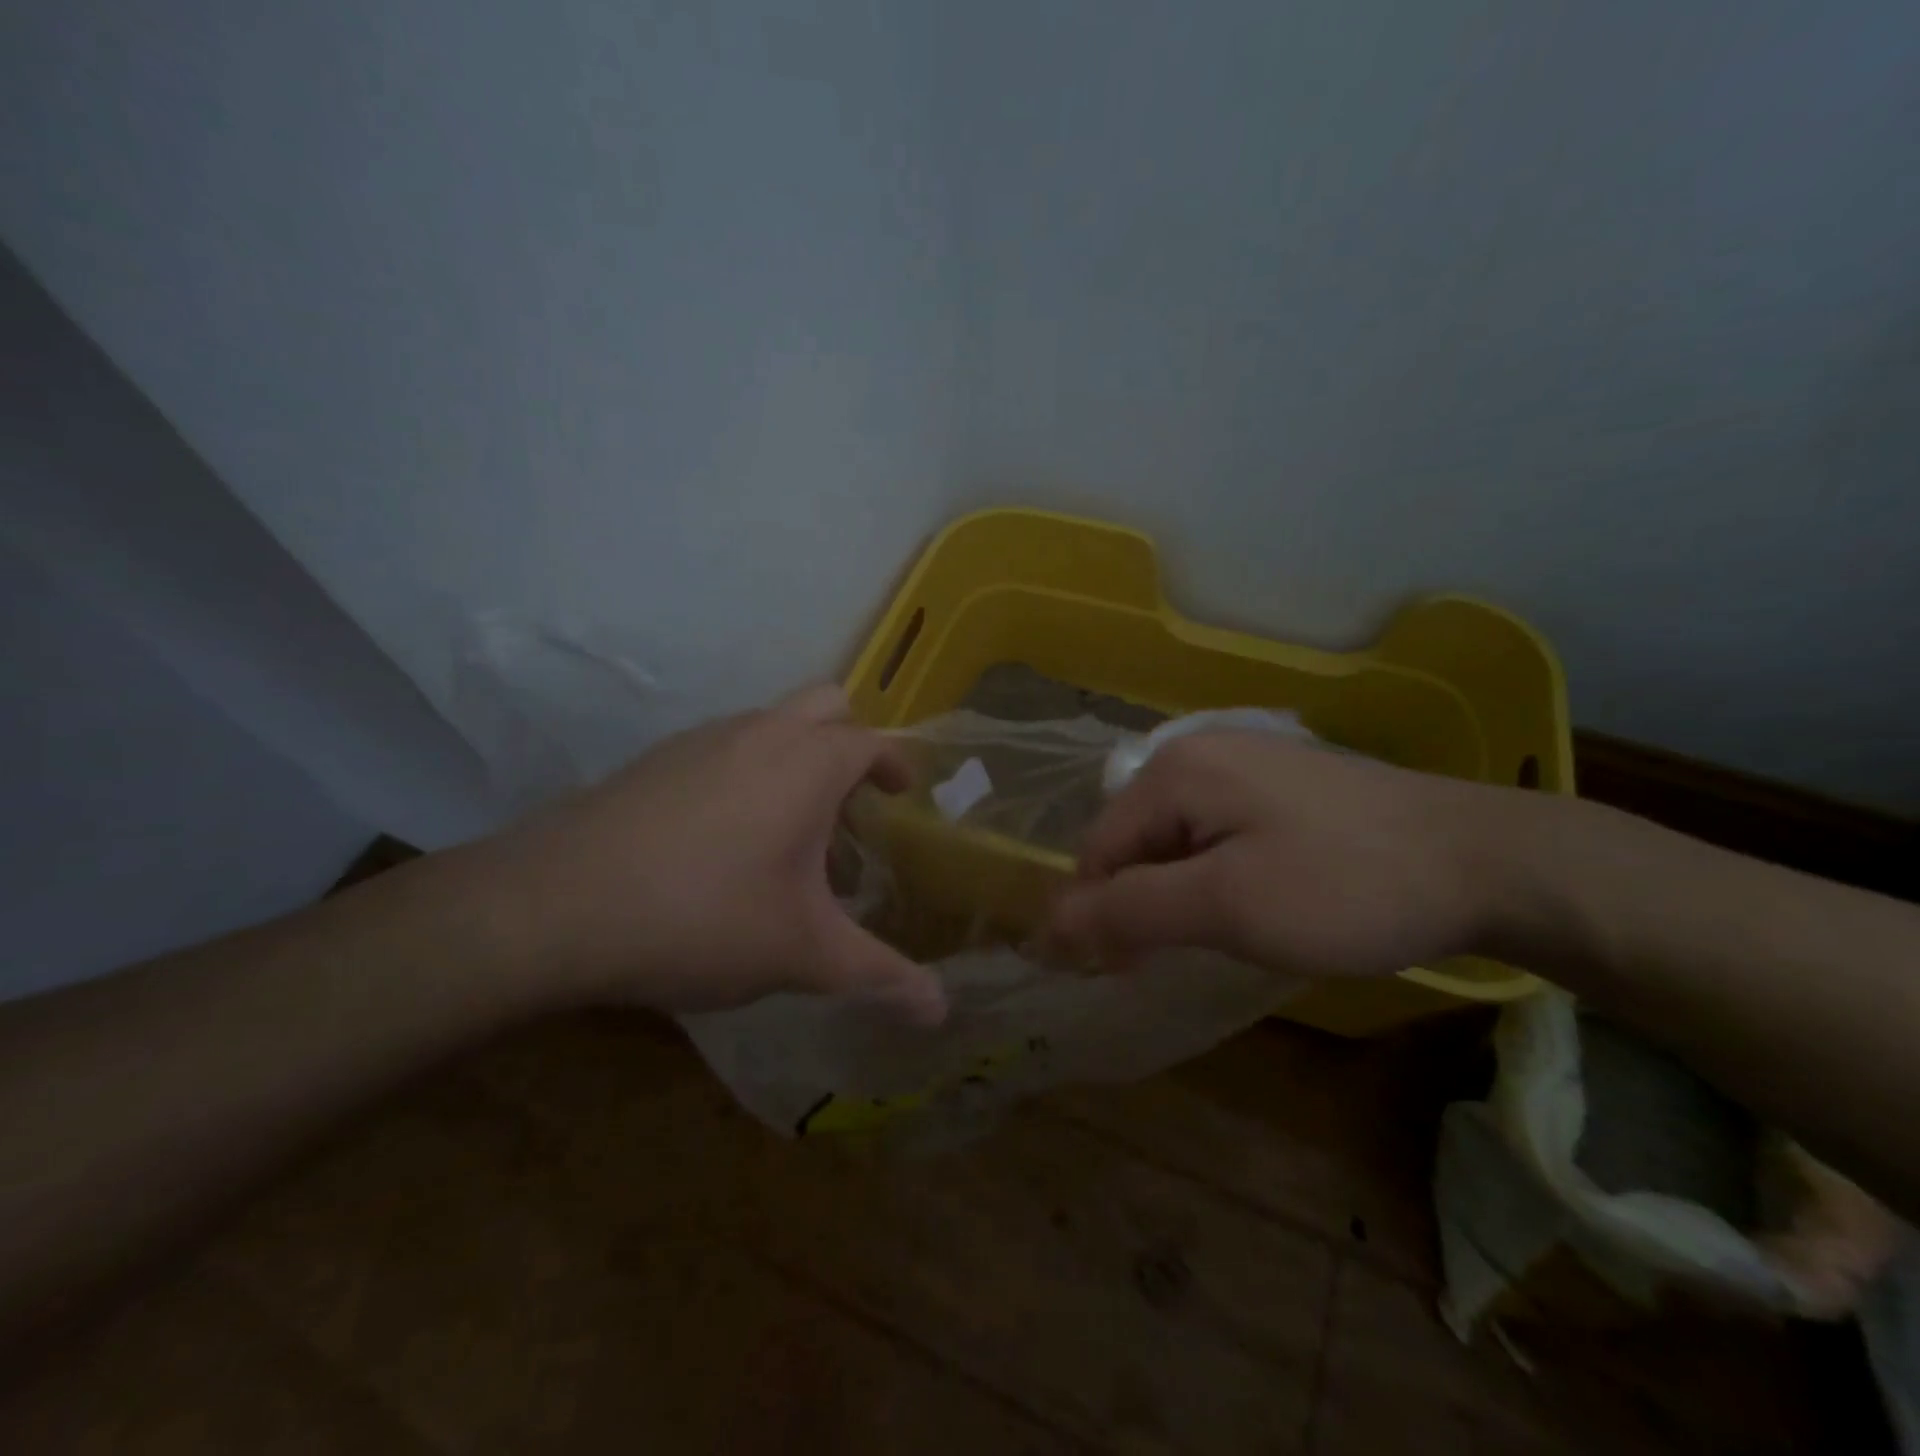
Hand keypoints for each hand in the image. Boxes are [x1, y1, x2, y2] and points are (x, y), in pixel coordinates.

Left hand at [467, 685, 945, 1021]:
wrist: (551, 907)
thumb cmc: (703, 917)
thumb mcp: (803, 953)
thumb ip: (879, 976)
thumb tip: (943, 1013)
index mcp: (807, 763)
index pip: (871, 742)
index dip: (893, 764)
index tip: (902, 794)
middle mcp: (759, 732)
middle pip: (826, 705)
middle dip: (849, 743)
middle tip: (852, 804)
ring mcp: (700, 739)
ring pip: (769, 723)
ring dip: (795, 758)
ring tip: (790, 832)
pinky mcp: (654, 760)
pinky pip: (723, 746)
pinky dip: (747, 771)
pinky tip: (724, 841)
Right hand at [1045, 731, 1505, 976]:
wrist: (1487, 859)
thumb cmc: (1345, 885)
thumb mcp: (1226, 907)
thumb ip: (1128, 912)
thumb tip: (1046, 926)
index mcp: (1173, 769)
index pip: (1097, 850)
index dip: (1101, 915)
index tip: (1133, 972)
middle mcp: (1197, 752)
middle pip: (1133, 841)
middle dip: (1144, 903)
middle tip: (1186, 957)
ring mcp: (1244, 762)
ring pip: (1175, 840)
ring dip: (1180, 893)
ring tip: (1228, 934)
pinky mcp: (1279, 783)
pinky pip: (1216, 832)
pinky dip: (1216, 874)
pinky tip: (1258, 901)